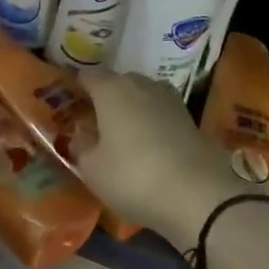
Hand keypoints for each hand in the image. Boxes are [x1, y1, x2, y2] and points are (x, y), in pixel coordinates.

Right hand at [72, 68, 247, 248]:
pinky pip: (160, 111)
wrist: (197, 193)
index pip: (88, 74)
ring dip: (132, 108)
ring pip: (142, 94)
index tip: (70, 99)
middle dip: (106, 96)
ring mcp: (168, 98)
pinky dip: (152, 121)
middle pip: (117, 82)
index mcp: (111, 90)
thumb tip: (80, 135)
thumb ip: (81, 147)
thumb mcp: (93, 169)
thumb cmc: (133, 176)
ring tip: (124, 133)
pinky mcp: (188, 116)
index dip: (77, 84)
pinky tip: (150, 143)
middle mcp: (140, 84)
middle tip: (96, 121)